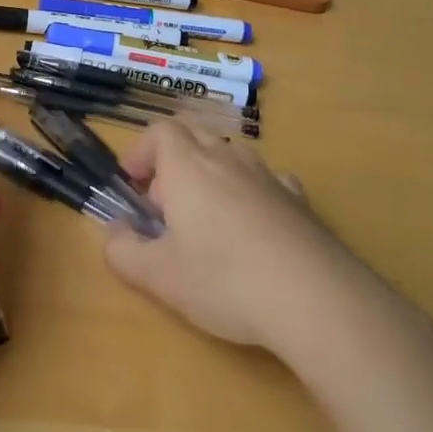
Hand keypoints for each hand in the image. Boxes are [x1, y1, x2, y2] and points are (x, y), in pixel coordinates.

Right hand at [103, 122, 412, 364]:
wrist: (317, 300)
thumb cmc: (225, 281)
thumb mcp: (157, 276)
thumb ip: (121, 250)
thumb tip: (115, 231)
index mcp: (188, 167)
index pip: (160, 131)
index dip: (140, 152)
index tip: (133, 186)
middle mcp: (228, 159)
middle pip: (194, 137)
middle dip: (172, 164)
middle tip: (165, 209)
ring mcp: (269, 177)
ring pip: (231, 157)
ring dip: (211, 176)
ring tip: (208, 221)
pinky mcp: (300, 201)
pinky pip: (266, 181)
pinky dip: (250, 193)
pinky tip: (253, 230)